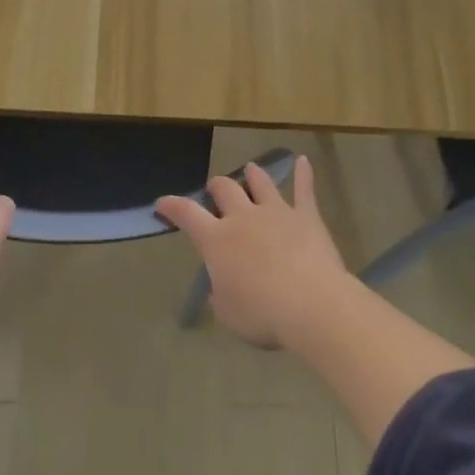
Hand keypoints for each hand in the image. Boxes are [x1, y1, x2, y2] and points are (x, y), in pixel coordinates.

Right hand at [157, 157, 349, 348]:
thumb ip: (220, 294)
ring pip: (260, 181)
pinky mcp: (306, 216)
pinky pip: (304, 189)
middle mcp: (242, 217)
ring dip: (253, 174)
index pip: (186, 213)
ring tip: (250, 169)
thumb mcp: (226, 313)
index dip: (172, 206)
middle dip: (216, 187)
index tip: (162, 202)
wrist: (312, 305)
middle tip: (215, 191)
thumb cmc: (261, 314)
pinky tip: (303, 161)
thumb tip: (222, 285)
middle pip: (224, 188)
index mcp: (216, 239)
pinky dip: (304, 174)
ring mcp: (276, 211)